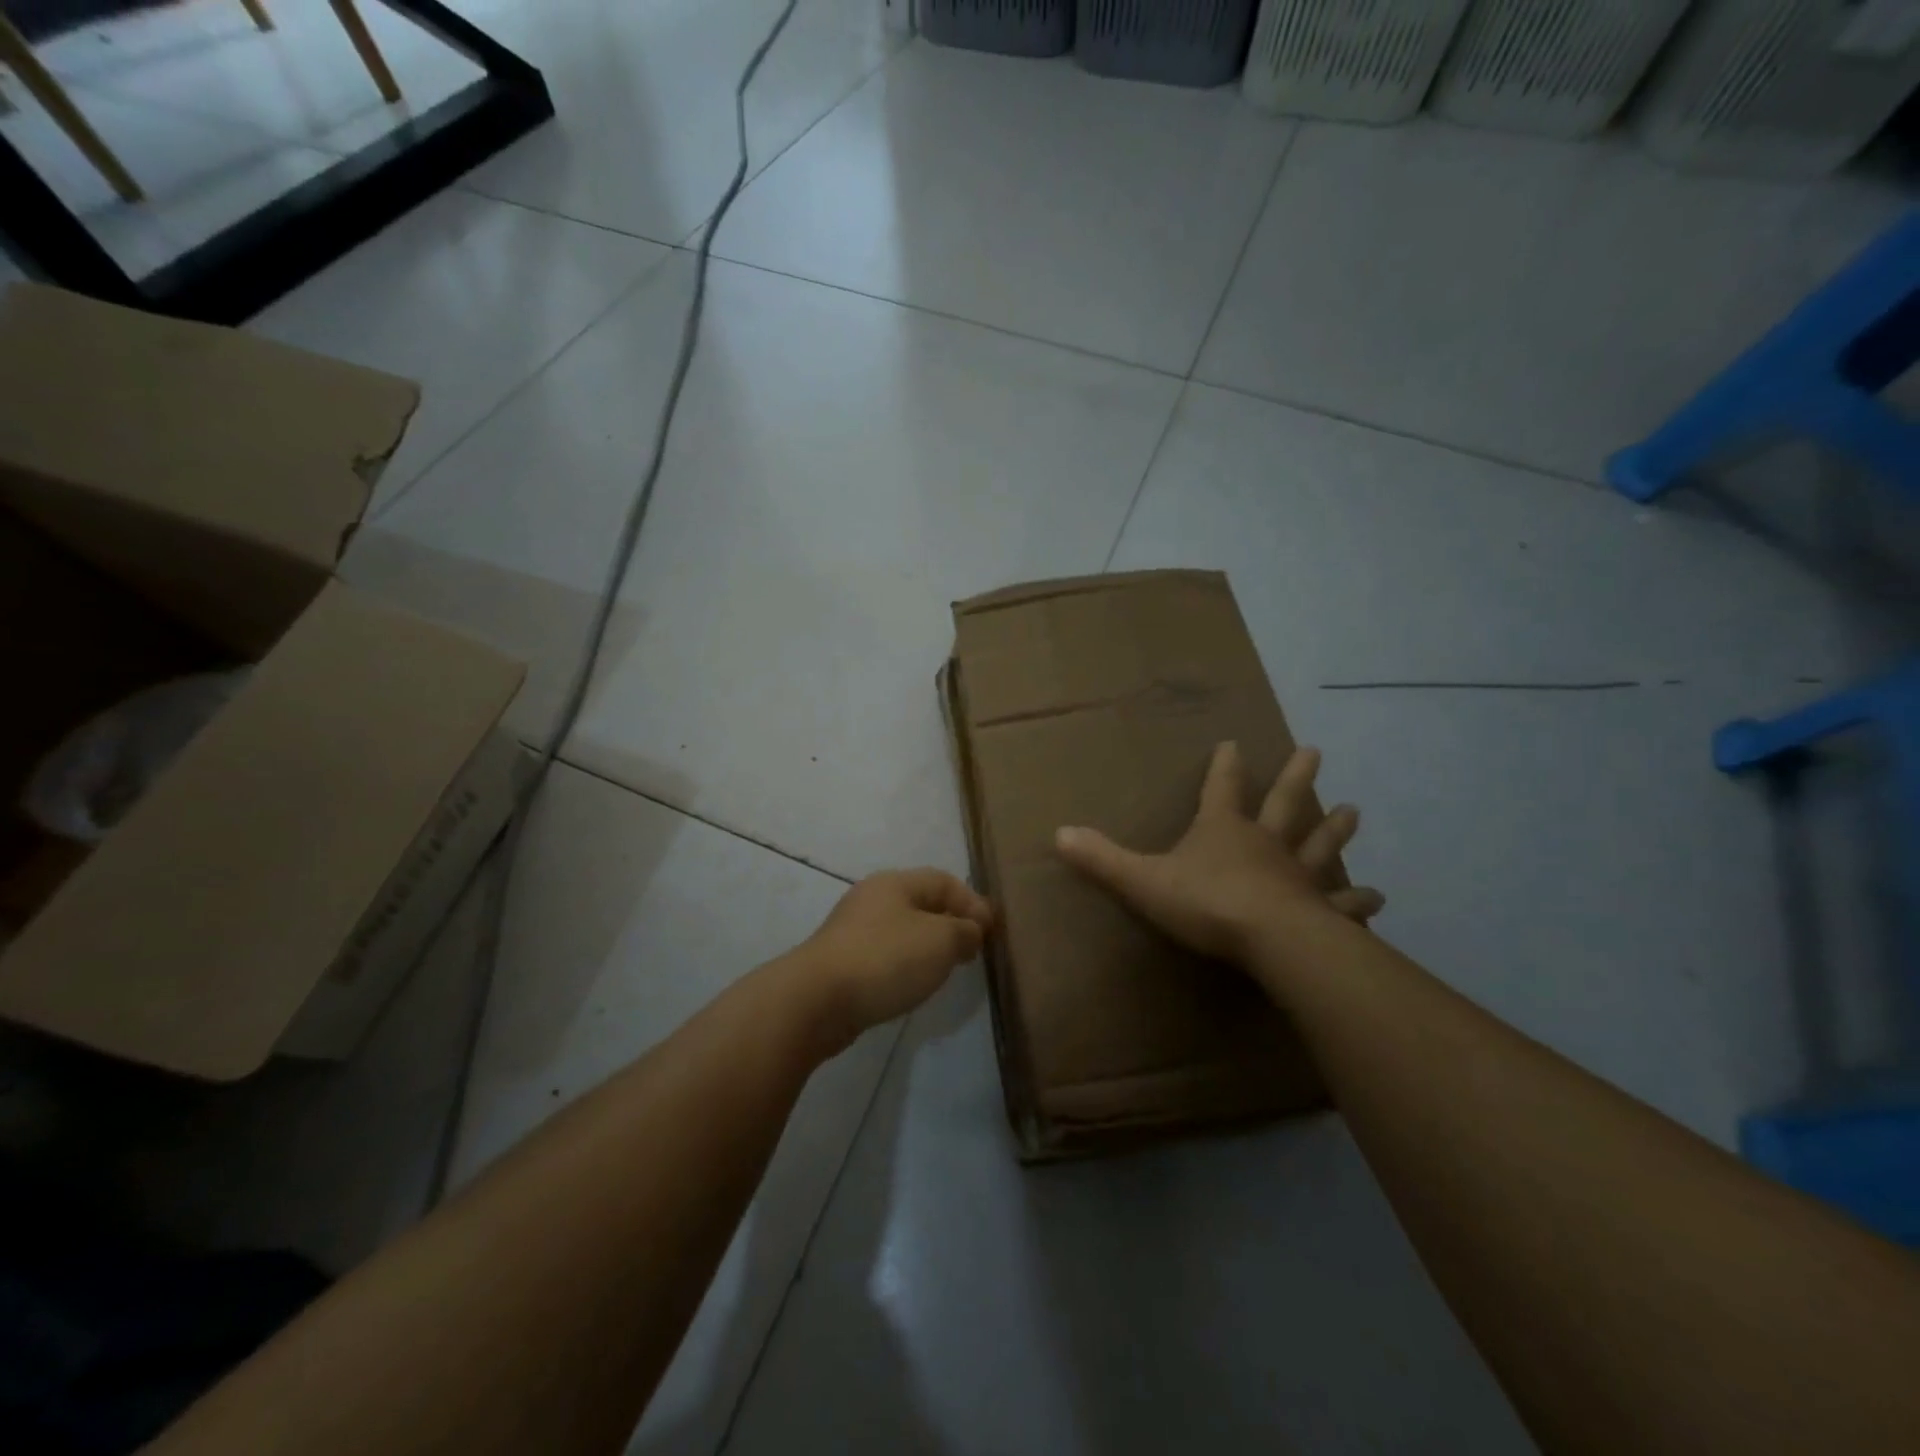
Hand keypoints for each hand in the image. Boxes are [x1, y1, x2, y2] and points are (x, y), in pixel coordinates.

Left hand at [792, 868, 993, 1046]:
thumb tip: (970, 931)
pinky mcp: (843, 962)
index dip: (973, 902)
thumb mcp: (940, 940)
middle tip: (973, 950)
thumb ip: (964, 931)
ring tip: (947, 969)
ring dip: (929, 945)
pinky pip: (886, 955)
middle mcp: (872, 899)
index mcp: (895, 883)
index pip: (944, 881)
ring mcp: (853, 931)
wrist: (817, 1001)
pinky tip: (913, 984)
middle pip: (922, 903)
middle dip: (952, 923)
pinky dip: (906, 964)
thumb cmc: (886, 959)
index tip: (992, 933)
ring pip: (903, 930)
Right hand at [1054, 742, 1383, 963]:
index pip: (1222, 788)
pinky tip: (1378, 898)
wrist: (1268, 939)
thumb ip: (1102, 859)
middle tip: (1315, 751)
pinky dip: (1358, 900)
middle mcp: (1265, 843)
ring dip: (1335, 829)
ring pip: (1319, 844)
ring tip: (1355, 811)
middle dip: (1296, 777)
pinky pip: (1342, 902)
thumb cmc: (1205, 902)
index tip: (1235, 743)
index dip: (1225, 766)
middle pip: (1284, 803)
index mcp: (1223, 830)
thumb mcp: (1143, 880)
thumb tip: (1058, 833)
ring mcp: (1298, 875)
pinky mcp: (1321, 910)